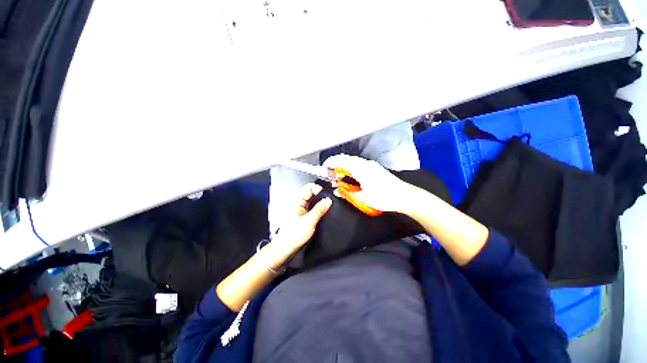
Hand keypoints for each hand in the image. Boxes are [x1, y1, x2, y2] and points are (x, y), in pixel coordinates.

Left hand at [272, 183, 331, 249]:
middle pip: (312, 193)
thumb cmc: (292, 236)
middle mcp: (298, 203)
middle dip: (322, 196)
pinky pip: (313, 208)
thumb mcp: (309, 221)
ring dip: (321, 202)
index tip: (327, 197)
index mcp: (296, 201)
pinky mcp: (304, 215)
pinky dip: (319, 208)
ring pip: (313, 201)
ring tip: (328, 207)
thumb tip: (328, 200)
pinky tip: (324, 213)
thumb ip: (319, 209)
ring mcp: (301, 209)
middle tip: (330, 201)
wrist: (286, 249)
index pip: (309, 187)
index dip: (319, 190)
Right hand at [322, 154, 412, 212]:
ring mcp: (371, 165)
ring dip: (343, 167)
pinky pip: (358, 165)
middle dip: (336, 165)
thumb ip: (347, 193)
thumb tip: (337, 190)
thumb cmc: (384, 197)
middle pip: (346, 159)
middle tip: (331, 176)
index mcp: (361, 169)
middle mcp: (365, 163)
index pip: (341, 160)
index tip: (323, 169)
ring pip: (352, 161)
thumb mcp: (363, 198)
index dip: (330, 163)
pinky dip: (351, 169)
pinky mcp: (375, 168)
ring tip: (340, 178)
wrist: (404, 196)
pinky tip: (351, 178)